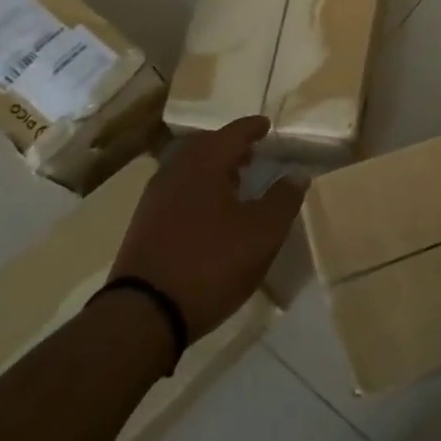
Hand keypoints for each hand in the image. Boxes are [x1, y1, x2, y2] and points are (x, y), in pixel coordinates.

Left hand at [111, 116, 305, 339]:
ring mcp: (155, 198)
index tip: (266, 126)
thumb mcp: (262, 233)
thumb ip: (283, 199)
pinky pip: (177, 191)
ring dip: (213, 169)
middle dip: (230, 146)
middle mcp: (176, 170)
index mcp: (205, 162)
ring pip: (188, 169)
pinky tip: (209, 213)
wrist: (143, 315)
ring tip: (234, 184)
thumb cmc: (210, 263)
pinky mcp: (144, 225)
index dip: (253, 128)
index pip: (233, 132)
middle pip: (206, 146)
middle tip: (252, 153)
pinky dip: (197, 189)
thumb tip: (297, 174)